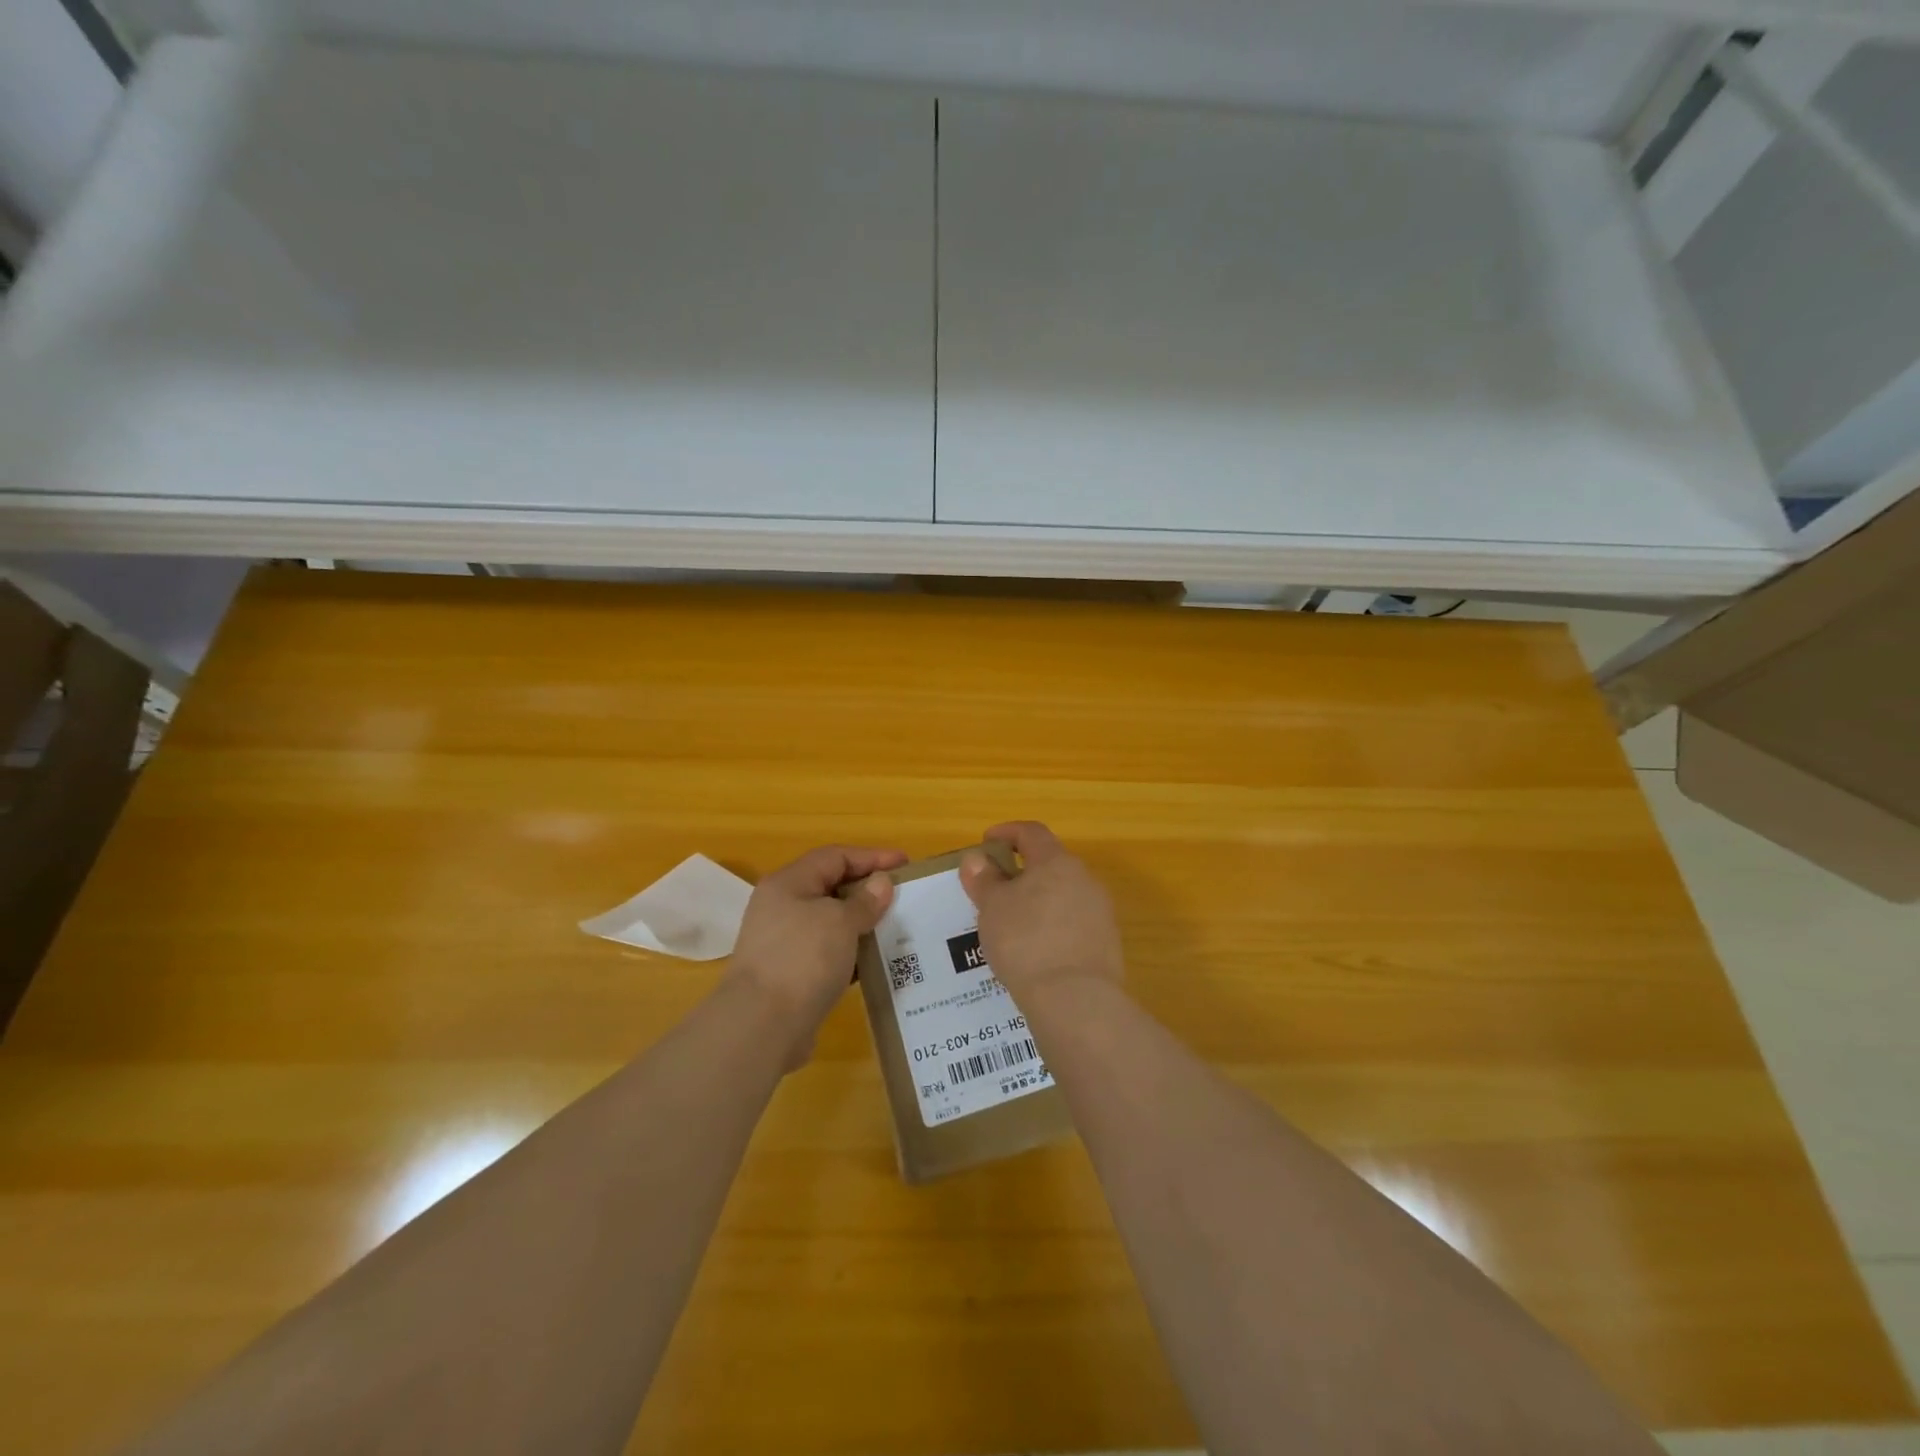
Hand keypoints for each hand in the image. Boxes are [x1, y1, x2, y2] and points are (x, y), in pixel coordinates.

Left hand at [727, 845, 906, 1061]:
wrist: (762, 1026)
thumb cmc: (803, 959)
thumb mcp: (841, 922)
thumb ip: (865, 901)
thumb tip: (881, 883)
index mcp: (789, 883)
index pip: (835, 856)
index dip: (872, 857)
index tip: (906, 864)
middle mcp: (782, 907)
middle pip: (831, 887)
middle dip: (868, 890)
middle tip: (904, 897)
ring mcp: (784, 942)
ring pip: (830, 922)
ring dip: (862, 923)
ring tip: (896, 928)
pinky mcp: (790, 973)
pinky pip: (827, 951)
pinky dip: (851, 952)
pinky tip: (875, 961)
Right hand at [960, 822, 1122, 996]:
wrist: (1075, 1000)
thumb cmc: (1025, 942)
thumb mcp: (993, 908)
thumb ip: (984, 879)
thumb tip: (977, 858)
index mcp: (1056, 862)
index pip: (1032, 832)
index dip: (1007, 832)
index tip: (986, 842)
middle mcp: (1084, 879)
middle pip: (1050, 864)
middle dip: (1021, 872)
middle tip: (995, 890)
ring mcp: (1100, 911)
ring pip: (1063, 895)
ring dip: (1038, 902)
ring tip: (1011, 924)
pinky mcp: (1106, 943)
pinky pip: (1072, 923)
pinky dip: (1051, 927)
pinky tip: (1034, 950)